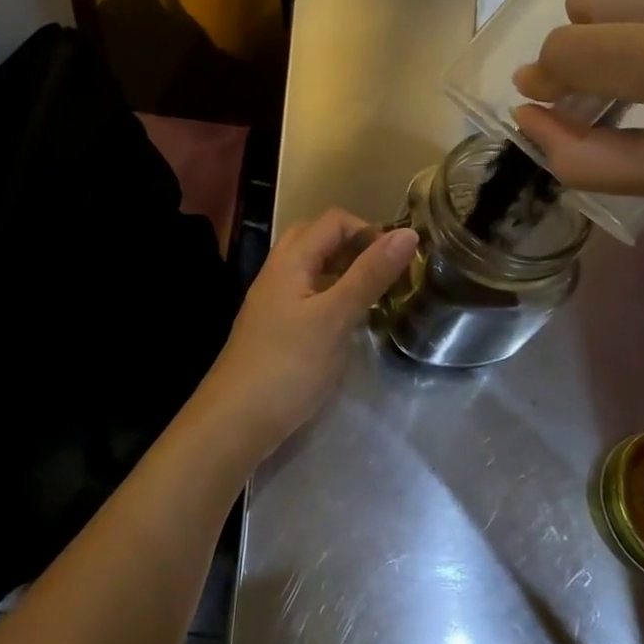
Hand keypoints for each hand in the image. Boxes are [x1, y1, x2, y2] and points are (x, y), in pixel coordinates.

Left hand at [186, 209, 417, 464]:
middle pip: (319, 239)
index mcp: (290, 260)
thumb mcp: (335, 317)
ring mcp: (274, 301)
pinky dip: (333, 296)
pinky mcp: (276, 328)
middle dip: (355, 247)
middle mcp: (278, 272)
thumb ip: (370, 275)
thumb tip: (408, 233)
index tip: (398, 260)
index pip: (333, 221)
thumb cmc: (288, 365)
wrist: (235, 422)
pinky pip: (308, 295)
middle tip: (385, 274)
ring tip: (375, 295)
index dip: (368, 230)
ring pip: (313, 268)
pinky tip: (349, 322)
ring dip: (344, 272)